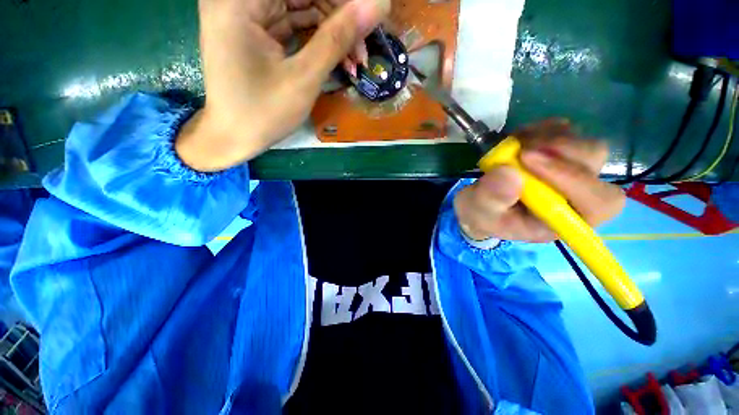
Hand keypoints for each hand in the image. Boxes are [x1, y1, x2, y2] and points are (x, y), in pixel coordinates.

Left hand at [176, 0, 390, 171]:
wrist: (233, 138)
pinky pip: (293, 24)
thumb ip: (336, 39)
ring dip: (331, 32)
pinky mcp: (254, 30)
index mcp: (240, 1)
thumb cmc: (263, 113)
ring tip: (354, 61)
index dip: (340, 2)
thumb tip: (376, 5)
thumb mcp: (303, 79)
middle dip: (338, 19)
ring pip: (301, 7)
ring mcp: (246, 14)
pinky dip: (317, 40)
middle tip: (362, 51)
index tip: (369, 18)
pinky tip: (337, 58)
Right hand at [454, 119, 625, 242]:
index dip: (571, 177)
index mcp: (565, 219)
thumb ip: (491, 199)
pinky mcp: (561, 152)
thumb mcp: (480, 213)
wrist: (482, 204)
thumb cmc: (485, 215)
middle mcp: (578, 195)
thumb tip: (509, 171)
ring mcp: (573, 170)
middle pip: (595, 162)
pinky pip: (565, 131)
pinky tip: (518, 142)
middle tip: (520, 151)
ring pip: (583, 142)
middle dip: (559, 150)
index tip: (525, 159)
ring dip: (545, 139)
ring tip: (511, 148)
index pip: (596, 201)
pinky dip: (540, 130)